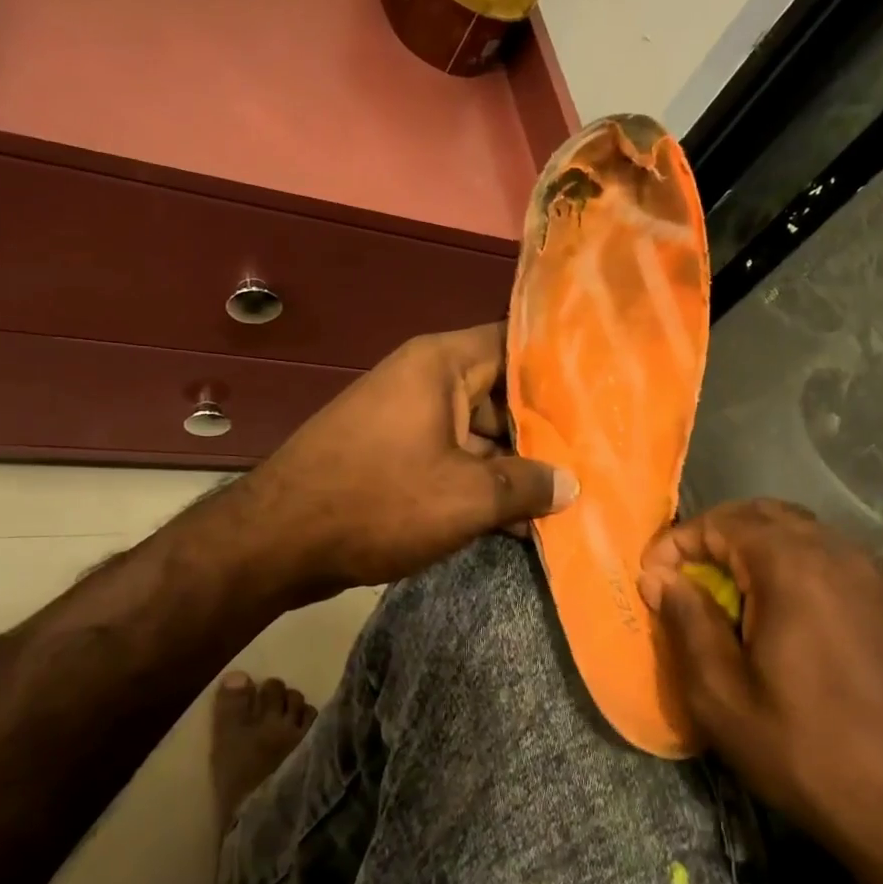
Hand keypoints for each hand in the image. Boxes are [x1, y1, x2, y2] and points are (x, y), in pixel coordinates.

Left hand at [231, 324, 577, 601]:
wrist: (278, 541)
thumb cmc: (378, 500)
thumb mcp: (466, 496)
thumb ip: (527, 485)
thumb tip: (570, 484)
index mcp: (442, 364)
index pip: (516, 342)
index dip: (561, 364)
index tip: (605, 387)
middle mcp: (426, 381)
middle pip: (502, 393)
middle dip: (546, 429)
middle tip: (599, 454)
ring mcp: (409, 420)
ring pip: (481, 434)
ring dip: (516, 467)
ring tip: (570, 496)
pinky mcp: (397, 456)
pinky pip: (453, 460)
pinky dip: (482, 485)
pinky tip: (520, 523)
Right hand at [639, 500, 882, 883]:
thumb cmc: (808, 753)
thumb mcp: (722, 697)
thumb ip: (686, 622)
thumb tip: (660, 576)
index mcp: (794, 567)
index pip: (722, 522)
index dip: (678, 542)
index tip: (651, 577)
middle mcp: (839, 552)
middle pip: (763, 515)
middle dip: (715, 535)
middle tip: (685, 575)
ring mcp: (875, 574)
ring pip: (801, 532)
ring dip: (754, 547)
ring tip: (726, 593)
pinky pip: (831, 557)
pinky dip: (792, 564)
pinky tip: (779, 611)